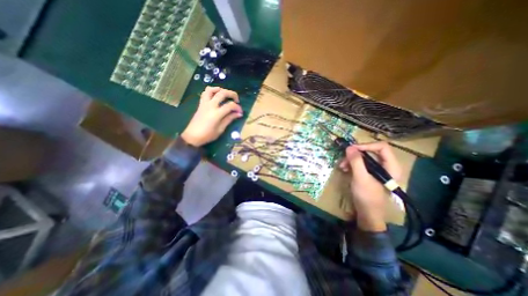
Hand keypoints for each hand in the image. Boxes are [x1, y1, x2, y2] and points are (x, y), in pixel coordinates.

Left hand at [179, 87, 239, 146]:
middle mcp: (210, 105)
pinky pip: (205, 93)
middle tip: (236, 100)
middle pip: (222, 93)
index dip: (237, 107)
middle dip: (232, 94)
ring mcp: (204, 103)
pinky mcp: (201, 104)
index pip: (230, 105)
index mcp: (216, 113)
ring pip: (211, 89)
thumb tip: (238, 114)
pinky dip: (212, 91)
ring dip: (220, 89)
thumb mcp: (220, 129)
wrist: (192, 136)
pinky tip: (216, 96)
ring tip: (226, 94)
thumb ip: (229, 119)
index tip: (240, 112)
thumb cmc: (208, 135)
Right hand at [340, 143, 402, 232]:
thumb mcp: (360, 178)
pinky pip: (360, 163)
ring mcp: (377, 170)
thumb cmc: (367, 196)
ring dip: (351, 160)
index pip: (382, 147)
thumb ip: (356, 162)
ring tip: (342, 166)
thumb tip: (349, 147)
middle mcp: (386, 166)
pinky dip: (351, 164)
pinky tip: (344, 169)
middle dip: (355, 154)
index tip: (352, 149)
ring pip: (364, 157)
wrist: (367, 213)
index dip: (366, 146)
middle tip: (344, 158)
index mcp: (391, 166)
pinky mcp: (369, 173)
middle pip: (371, 151)